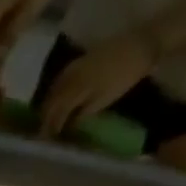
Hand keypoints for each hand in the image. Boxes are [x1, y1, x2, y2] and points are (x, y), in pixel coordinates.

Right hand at [38, 33, 155, 136]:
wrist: (142, 43)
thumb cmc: (125, 76)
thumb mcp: (103, 101)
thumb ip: (82, 114)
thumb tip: (67, 127)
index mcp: (75, 89)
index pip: (56, 113)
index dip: (50, 128)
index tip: (48, 141)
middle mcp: (70, 77)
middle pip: (51, 100)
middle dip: (46, 117)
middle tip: (44, 132)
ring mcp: (75, 66)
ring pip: (54, 88)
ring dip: (48, 103)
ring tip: (47, 116)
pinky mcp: (82, 59)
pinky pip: (61, 77)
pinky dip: (56, 89)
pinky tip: (57, 96)